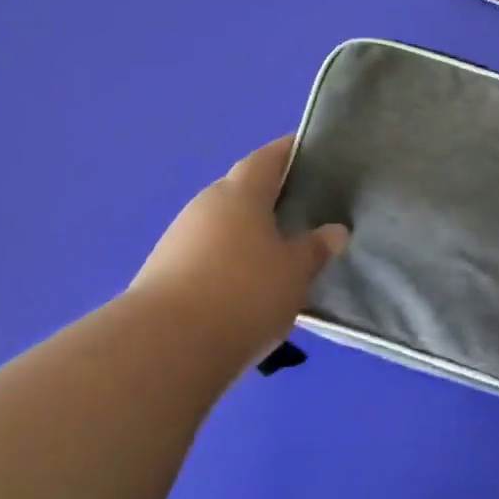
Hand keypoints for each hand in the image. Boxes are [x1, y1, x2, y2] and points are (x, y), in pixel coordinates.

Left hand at [129, 135, 347, 379]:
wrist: (164, 348)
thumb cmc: (243, 293)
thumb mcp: (294, 272)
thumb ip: (315, 248)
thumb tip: (334, 230)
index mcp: (240, 194)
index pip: (267, 158)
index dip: (289, 151)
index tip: (311, 150)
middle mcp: (206, 206)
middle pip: (243, 191)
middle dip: (271, 197)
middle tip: (306, 210)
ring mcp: (180, 240)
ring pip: (224, 226)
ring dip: (250, 234)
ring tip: (282, 254)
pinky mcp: (164, 274)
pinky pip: (208, 256)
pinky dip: (231, 262)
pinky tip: (248, 287)